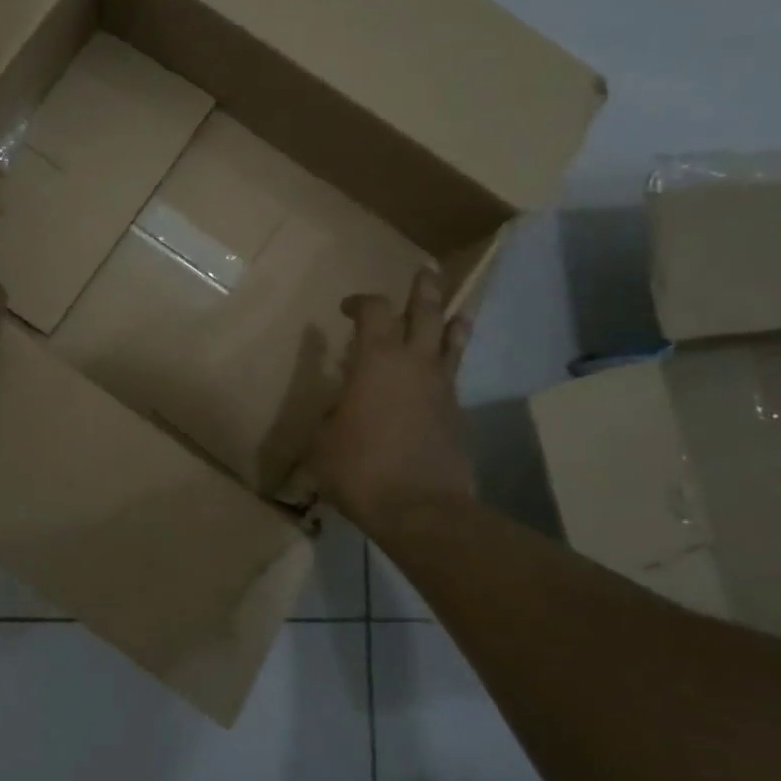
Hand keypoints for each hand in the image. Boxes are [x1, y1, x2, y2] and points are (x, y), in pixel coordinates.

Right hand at [310, 265, 474, 524]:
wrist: (421, 509)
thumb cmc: (359, 469)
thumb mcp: (322, 441)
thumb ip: (331, 416)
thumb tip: (338, 411)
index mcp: (376, 361)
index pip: (374, 311)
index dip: (360, 301)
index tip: (346, 308)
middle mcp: (415, 363)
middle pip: (426, 312)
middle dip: (424, 289)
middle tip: (425, 270)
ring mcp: (442, 387)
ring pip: (453, 341)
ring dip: (453, 321)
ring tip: (457, 311)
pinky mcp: (457, 414)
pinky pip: (454, 377)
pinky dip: (449, 366)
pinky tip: (442, 374)